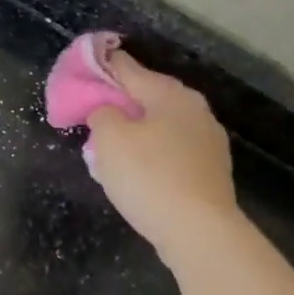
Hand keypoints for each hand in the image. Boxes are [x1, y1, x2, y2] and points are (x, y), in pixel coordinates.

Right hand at [86, 48, 240, 261]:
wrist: (198, 231)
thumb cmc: (148, 176)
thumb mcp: (109, 139)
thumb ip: (102, 114)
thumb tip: (108, 112)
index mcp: (170, 95)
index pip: (128, 69)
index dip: (103, 65)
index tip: (84, 64)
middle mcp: (195, 110)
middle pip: (147, 96)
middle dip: (119, 102)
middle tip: (91, 112)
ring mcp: (207, 141)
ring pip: (160, 125)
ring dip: (135, 130)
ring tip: (109, 145)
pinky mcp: (209, 170)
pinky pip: (170, 150)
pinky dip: (150, 152)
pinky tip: (135, 169)